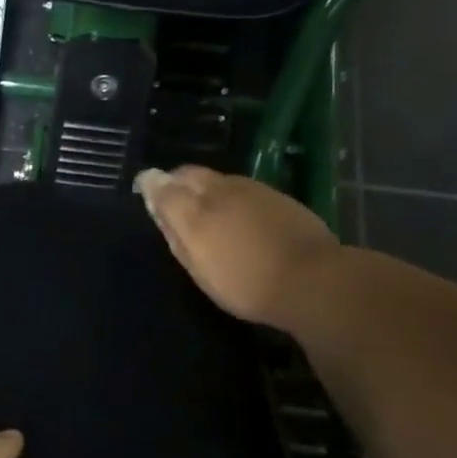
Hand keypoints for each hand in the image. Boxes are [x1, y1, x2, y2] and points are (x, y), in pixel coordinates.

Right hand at [134, 166, 339, 327]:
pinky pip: (239, 185)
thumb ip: (175, 233)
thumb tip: (157, 204)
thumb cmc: (246, 284)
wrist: (312, 279)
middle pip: (188, 174)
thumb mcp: (199, 268)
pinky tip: (234, 212)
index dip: (150, 185)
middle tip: (171, 198)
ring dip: (202, 186)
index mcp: (194, 211)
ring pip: (215, 178)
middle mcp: (218, 191)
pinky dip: (226, 193)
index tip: (144, 190)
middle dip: (175, 181)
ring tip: (202, 207)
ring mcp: (250, 189)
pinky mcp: (274, 194)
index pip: (161, 186)